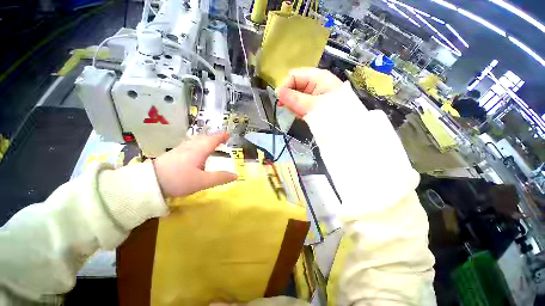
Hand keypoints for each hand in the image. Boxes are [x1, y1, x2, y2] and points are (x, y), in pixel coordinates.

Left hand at [153, 132, 237, 197]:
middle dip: (214, 137)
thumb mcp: (203, 181)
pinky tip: (195, 149)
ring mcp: (181, 149)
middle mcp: (191, 146)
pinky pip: (190, 144)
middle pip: (204, 138)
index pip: (213, 140)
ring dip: (205, 139)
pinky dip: (197, 143)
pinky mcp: (174, 153)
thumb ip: (220, 178)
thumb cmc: (179, 180)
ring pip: (196, 140)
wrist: (149, 182)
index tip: (228, 134)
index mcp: (199, 150)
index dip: (221, 137)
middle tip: (221, 138)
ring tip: (210, 142)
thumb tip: (236, 175)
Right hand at [276, 68, 342, 117]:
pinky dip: (300, 111)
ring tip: (303, 115)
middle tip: (294, 110)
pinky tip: (305, 116)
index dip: (285, 86)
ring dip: (296, 107)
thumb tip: (278, 92)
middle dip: (291, 99)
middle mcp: (315, 83)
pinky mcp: (313, 103)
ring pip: (296, 97)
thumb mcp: (312, 105)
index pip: (294, 75)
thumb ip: (295, 98)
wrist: (347, 127)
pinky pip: (301, 105)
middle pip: (294, 87)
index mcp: (317, 77)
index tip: (279, 100)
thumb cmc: (333, 112)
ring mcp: (314, 94)